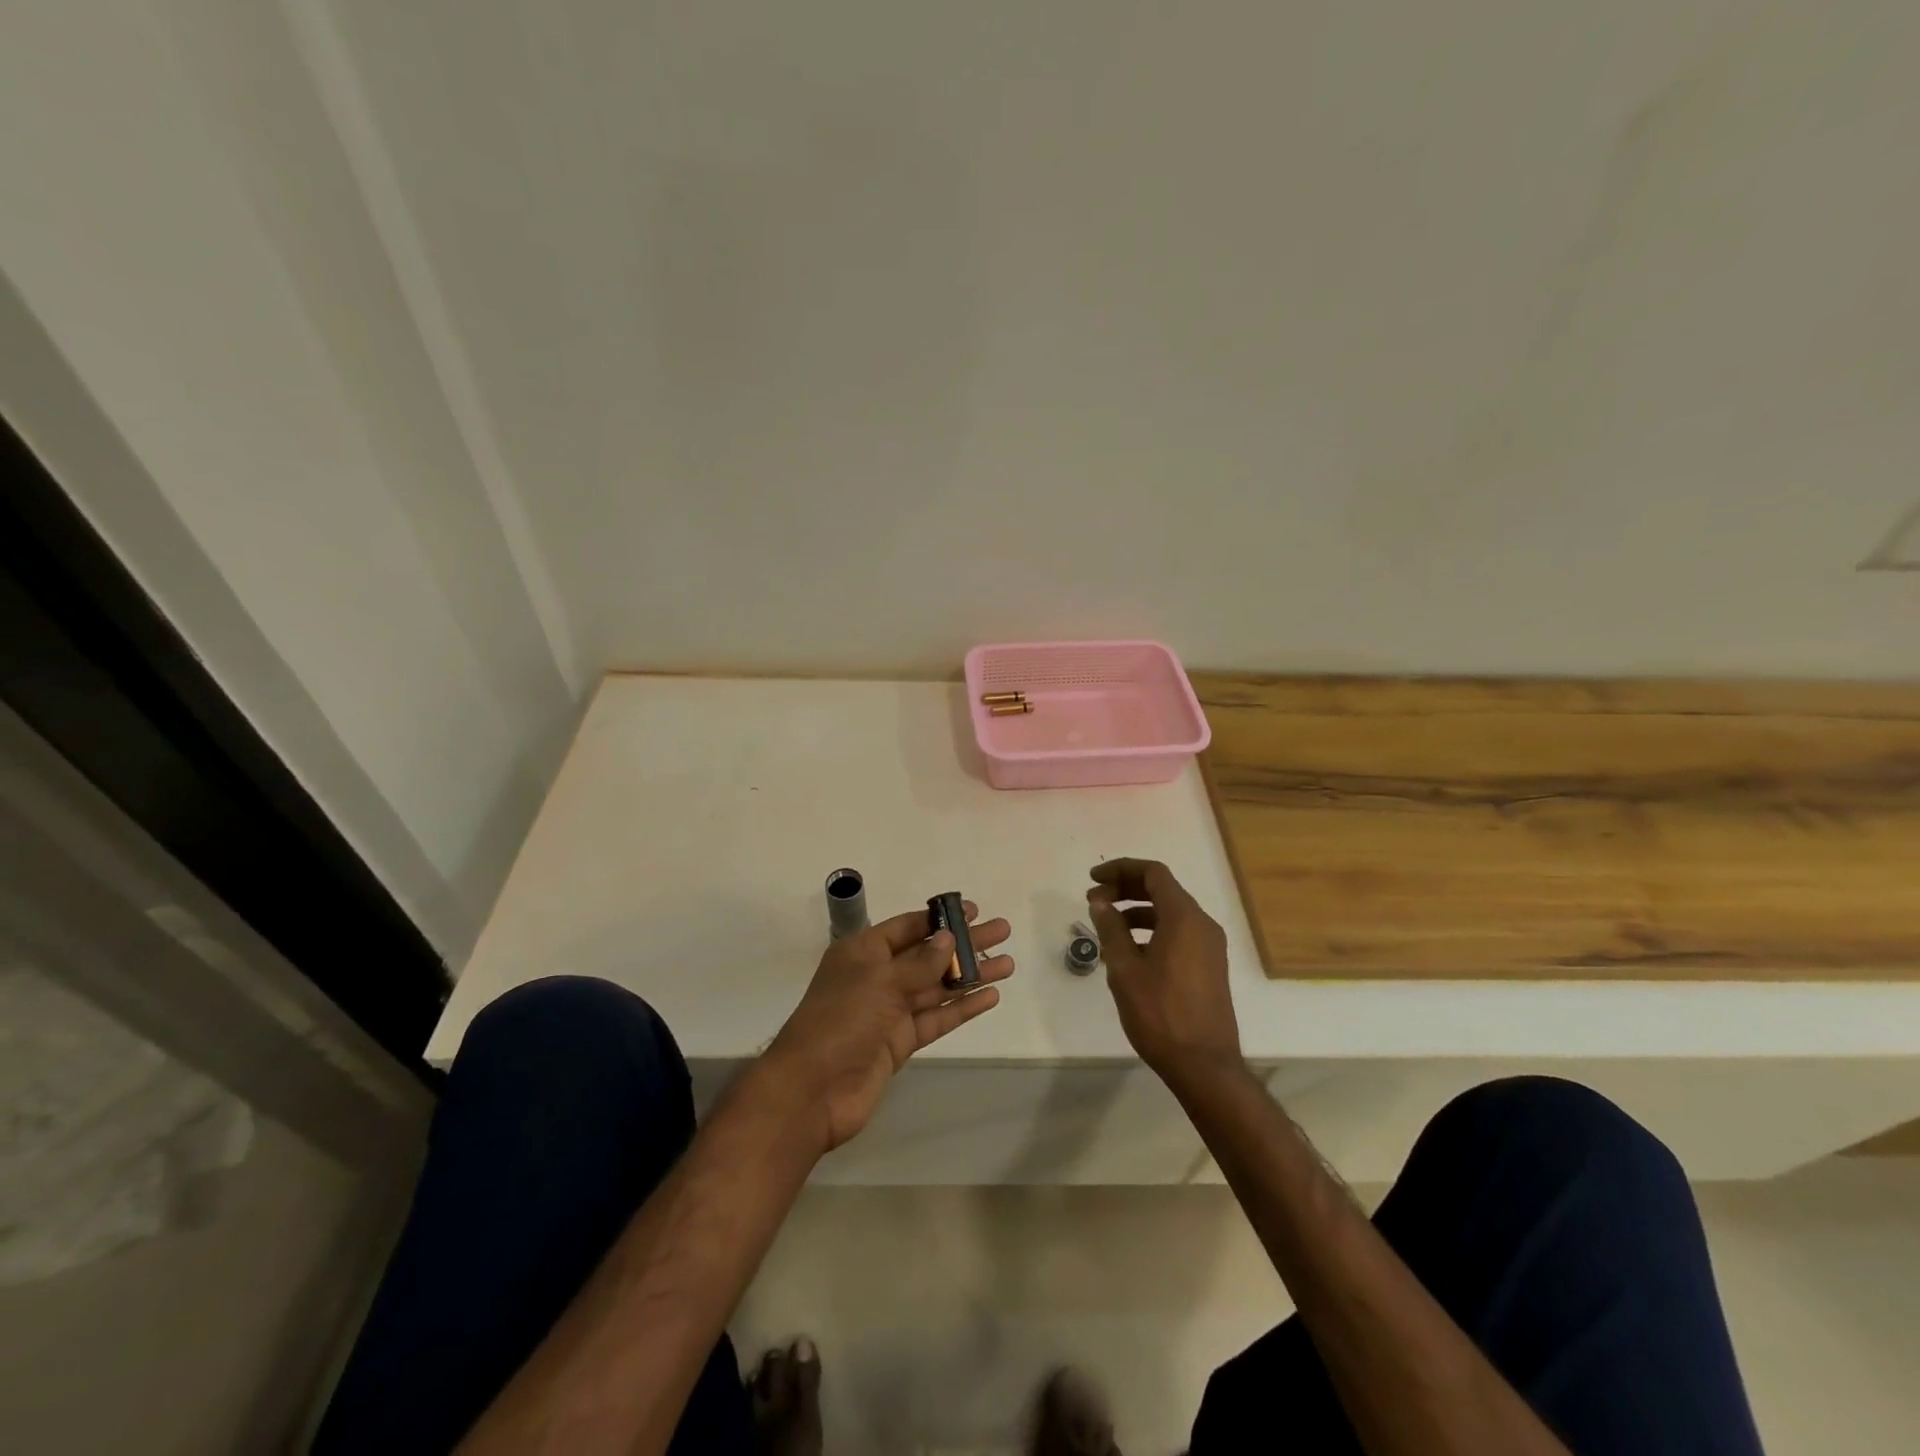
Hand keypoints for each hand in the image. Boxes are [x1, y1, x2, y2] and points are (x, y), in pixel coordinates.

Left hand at [761, 902, 1012, 1152]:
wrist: (813, 1091)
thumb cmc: (841, 1020)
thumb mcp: (880, 981)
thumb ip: (919, 963)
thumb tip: (948, 939)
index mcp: (863, 952)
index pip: (907, 927)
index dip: (939, 918)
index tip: (973, 910)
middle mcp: (878, 976)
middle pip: (928, 954)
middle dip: (964, 944)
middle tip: (1002, 931)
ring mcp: (890, 1011)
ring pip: (937, 987)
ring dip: (970, 976)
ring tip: (1007, 964)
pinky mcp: (900, 1042)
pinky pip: (936, 1018)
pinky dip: (962, 1008)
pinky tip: (989, 996)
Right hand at [1087, 858, 1241, 1090]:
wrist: (1204, 1066)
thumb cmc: (1160, 1014)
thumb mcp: (1125, 969)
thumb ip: (1111, 929)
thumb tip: (1100, 902)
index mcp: (1184, 918)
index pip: (1153, 873)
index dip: (1120, 869)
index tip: (1093, 880)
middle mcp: (1202, 924)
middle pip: (1162, 889)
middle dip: (1126, 888)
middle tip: (1094, 901)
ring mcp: (1210, 946)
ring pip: (1170, 912)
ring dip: (1137, 911)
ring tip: (1106, 926)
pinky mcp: (1209, 966)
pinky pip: (1178, 932)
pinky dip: (1152, 929)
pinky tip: (1129, 951)